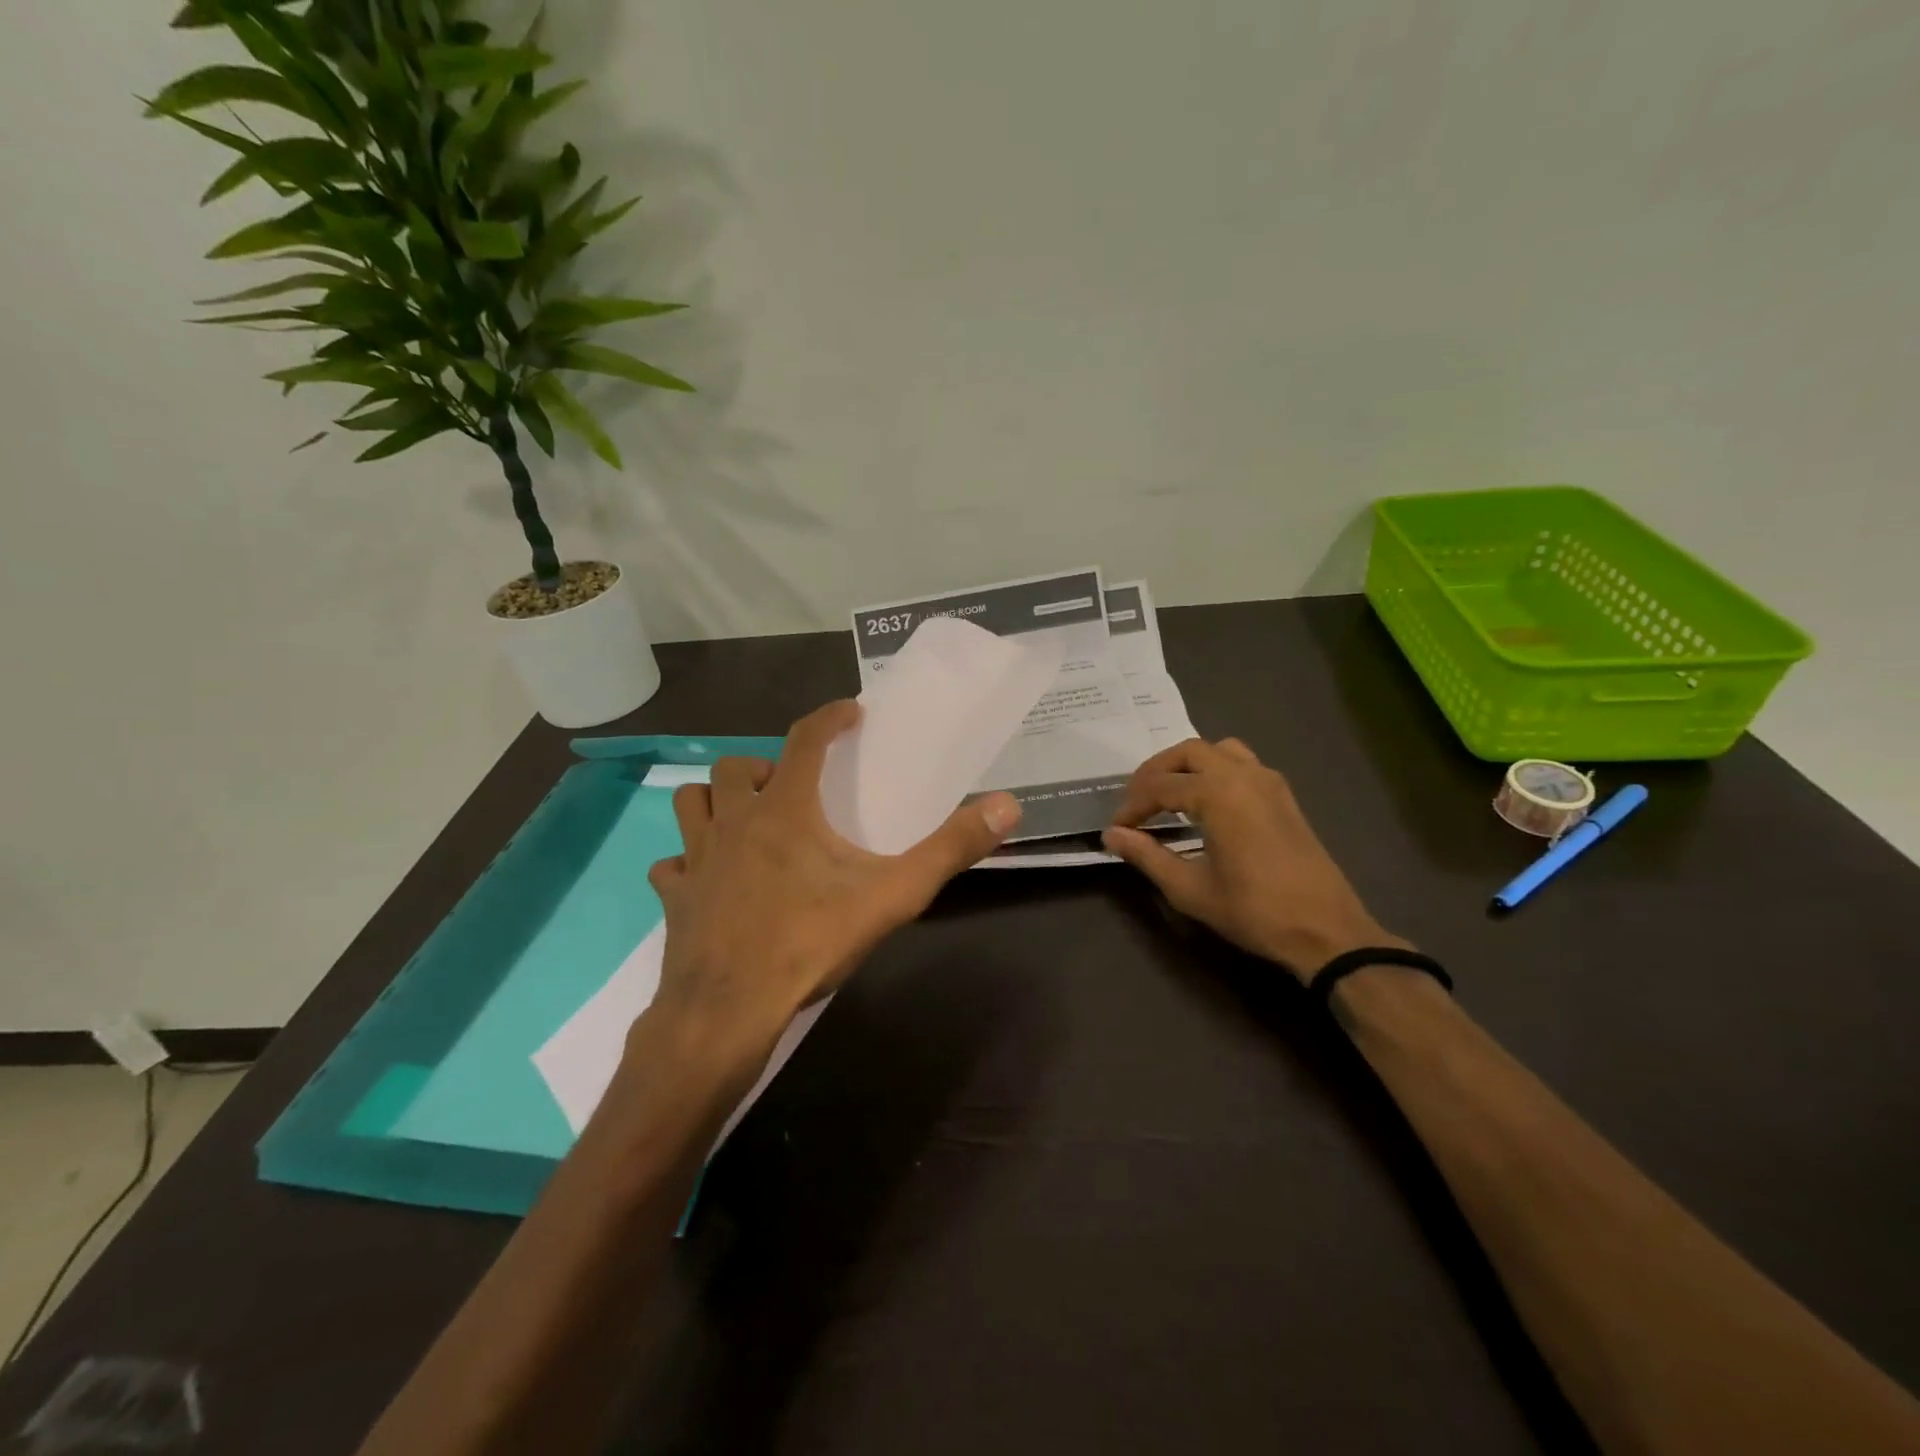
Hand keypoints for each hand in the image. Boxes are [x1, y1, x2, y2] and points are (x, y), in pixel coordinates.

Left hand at [646, 700, 1022, 1042]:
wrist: (727, 1012)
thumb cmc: (809, 943)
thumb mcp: (892, 895)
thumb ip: (949, 849)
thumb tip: (1007, 805)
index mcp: (784, 810)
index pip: (805, 740)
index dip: (829, 718)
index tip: (849, 711)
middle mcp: (733, 821)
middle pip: (736, 766)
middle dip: (765, 768)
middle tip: (794, 792)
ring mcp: (696, 859)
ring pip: (692, 803)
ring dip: (717, 801)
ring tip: (748, 822)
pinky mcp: (674, 897)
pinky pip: (672, 864)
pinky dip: (688, 862)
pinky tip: (708, 881)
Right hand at [1102, 737, 1404, 980]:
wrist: (1325, 930)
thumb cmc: (1252, 910)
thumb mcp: (1189, 888)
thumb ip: (1146, 855)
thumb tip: (1111, 835)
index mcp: (1217, 793)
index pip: (1159, 786)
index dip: (1132, 807)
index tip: (1116, 829)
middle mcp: (1242, 774)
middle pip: (1187, 752)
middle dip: (1155, 772)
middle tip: (1136, 803)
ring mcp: (1268, 781)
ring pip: (1217, 750)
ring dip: (1187, 764)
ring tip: (1168, 793)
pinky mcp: (1283, 795)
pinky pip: (1242, 763)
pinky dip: (1215, 770)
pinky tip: (1207, 802)